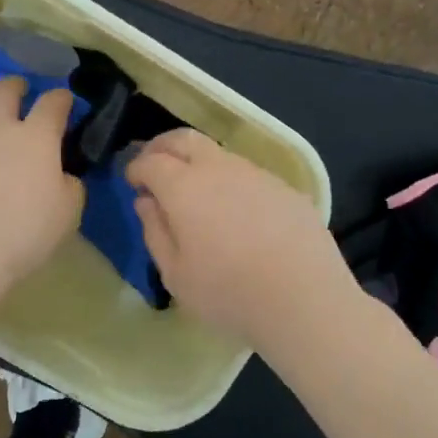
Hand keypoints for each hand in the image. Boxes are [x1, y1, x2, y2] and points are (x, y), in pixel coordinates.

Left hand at [0, 77, 83, 291]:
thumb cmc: (25, 231)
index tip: (64, 100)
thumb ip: (69, 185)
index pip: (52, 103)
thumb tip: (62, 176)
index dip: (60, 98)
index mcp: (36, 137)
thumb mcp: (68, 212)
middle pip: (3, 91)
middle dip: (14, 86)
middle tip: (19, 90)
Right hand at [126, 129, 361, 349]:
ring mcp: (256, 174)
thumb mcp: (175, 274)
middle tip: (154, 165)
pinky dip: (230, 180)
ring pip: (218, 153)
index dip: (136, 168)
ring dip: (198, 162)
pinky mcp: (285, 187)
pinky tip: (236, 210)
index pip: (151, 161)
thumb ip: (155, 232)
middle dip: (163, 147)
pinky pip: (248, 174)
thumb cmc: (229, 292)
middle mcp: (219, 168)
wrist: (305, 298)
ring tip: (195, 190)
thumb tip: (147, 202)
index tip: (132, 182)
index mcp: (184, 186)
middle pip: (184, 139)